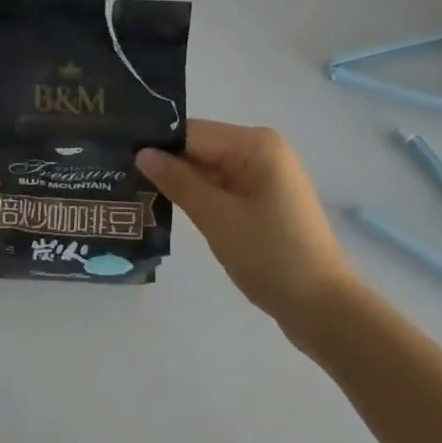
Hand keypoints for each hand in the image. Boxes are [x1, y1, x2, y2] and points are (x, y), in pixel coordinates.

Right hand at [138, 120, 354, 329]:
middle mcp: (262, 151)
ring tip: (134, 189)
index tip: (117, 153)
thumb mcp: (217, 217)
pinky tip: (167, 207)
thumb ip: (178, 181)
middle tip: (119, 173)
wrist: (325, 310)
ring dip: (181, 183)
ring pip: (210, 170)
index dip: (157, 143)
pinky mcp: (264, 202)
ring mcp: (265, 177)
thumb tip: (142, 153)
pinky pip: (223, 188)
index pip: (193, 132)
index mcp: (255, 144)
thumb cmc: (271, 256)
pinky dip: (200, 198)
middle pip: (201, 148)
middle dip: (166, 163)